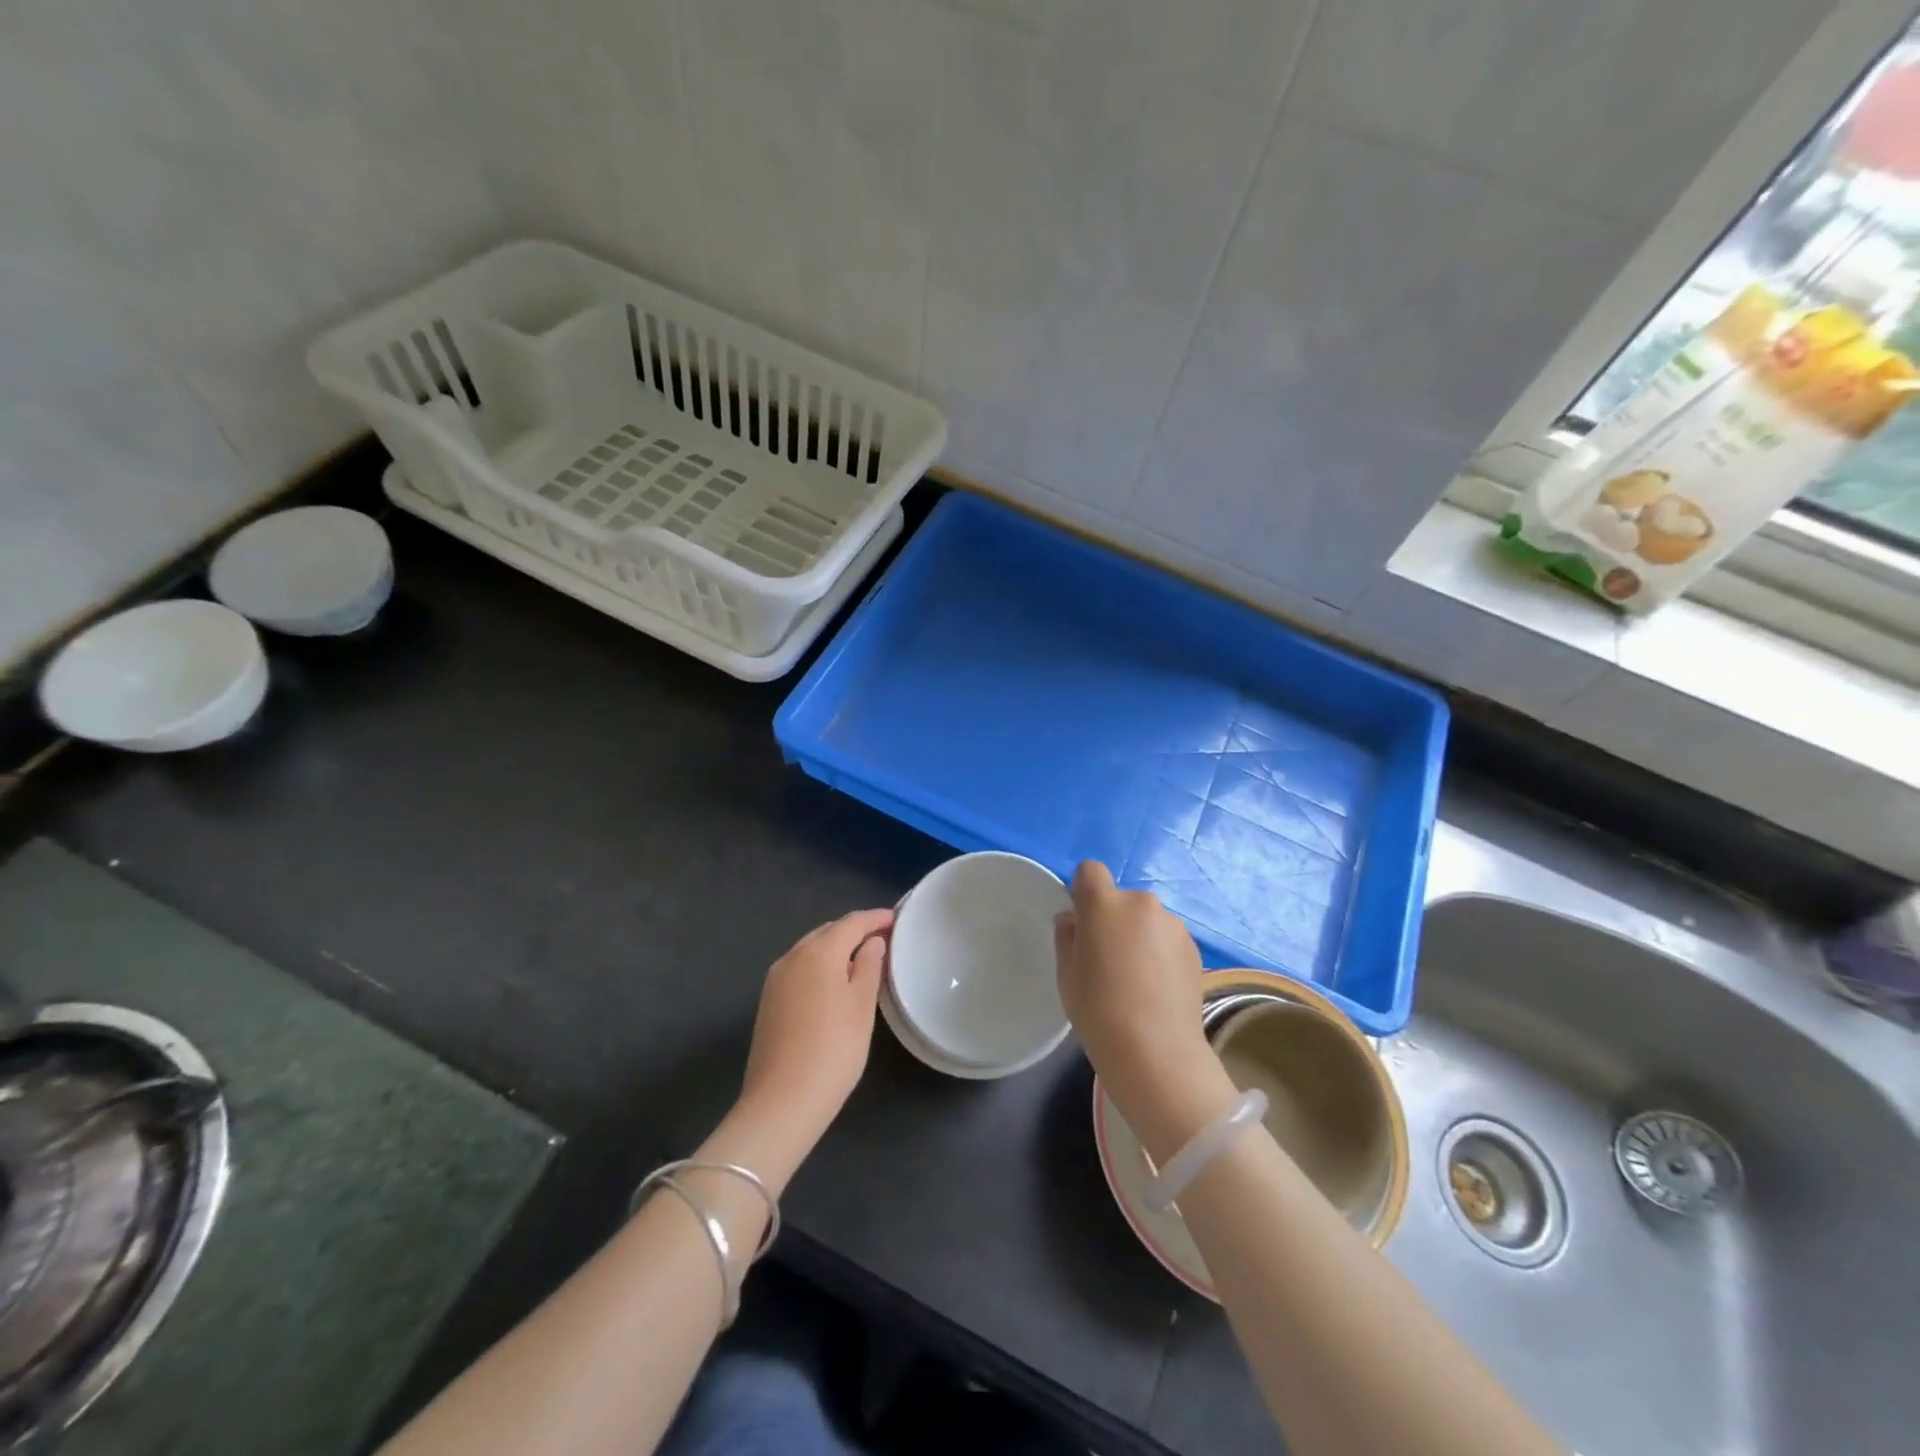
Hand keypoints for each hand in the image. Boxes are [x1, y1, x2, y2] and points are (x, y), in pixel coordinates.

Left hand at [738, 908, 892, 1157]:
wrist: (781, 1102)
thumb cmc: (834, 1050)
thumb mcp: (862, 1006)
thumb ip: (869, 967)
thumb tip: (873, 942)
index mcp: (819, 951)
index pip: (852, 922)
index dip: (875, 918)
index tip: (896, 919)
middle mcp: (792, 956)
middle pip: (828, 932)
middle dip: (854, 931)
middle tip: (882, 939)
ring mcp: (775, 979)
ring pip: (810, 949)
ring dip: (835, 948)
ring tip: (861, 960)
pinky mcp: (768, 1000)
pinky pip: (799, 968)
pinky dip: (819, 966)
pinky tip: (832, 983)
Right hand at [1054, 863, 1235, 1161]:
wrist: (1156, 1052)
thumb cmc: (1098, 1010)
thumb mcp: (1066, 973)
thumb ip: (1067, 936)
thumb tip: (1073, 919)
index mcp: (1104, 903)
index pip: (1090, 871)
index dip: (1083, 890)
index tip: (1082, 923)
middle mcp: (1141, 903)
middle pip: (1121, 900)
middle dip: (1113, 919)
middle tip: (1108, 959)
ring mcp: (1172, 924)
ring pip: (1146, 920)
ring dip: (1139, 937)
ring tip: (1136, 980)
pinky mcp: (1194, 947)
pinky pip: (1167, 939)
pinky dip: (1160, 954)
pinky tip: (1157, 989)